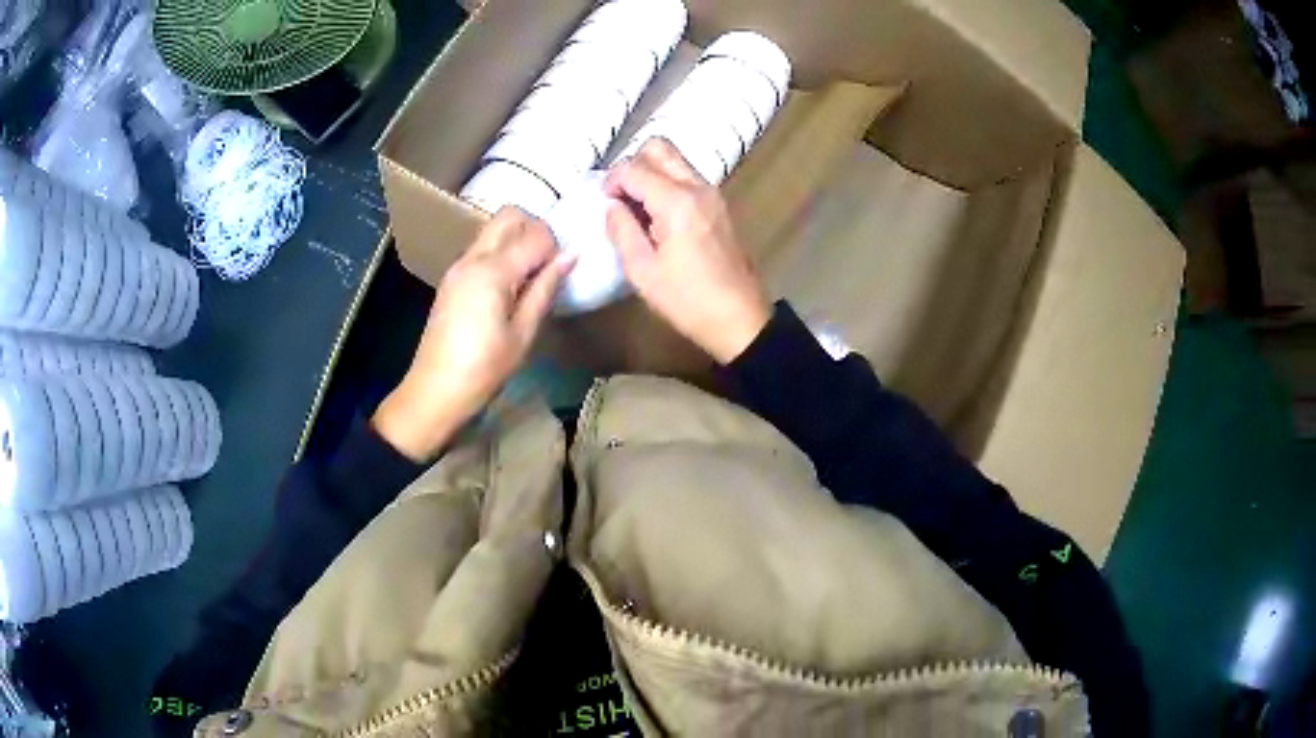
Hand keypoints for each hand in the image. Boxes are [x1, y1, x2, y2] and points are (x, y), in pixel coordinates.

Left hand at [373, 208, 574, 460]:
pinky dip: (500, 253)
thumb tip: (572, 255)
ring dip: (516, 239)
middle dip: (535, 229)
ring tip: (528, 278)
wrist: (435, 390)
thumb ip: (546, 288)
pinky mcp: (452, 278)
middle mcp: (473, 257)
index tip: (559, 275)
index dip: (555, 249)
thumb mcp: (523, 333)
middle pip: (510, 215)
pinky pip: (481, 248)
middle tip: (545, 264)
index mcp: (493, 270)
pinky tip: (507, 288)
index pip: (536, 234)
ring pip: (493, 228)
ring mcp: (459, 265)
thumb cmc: (484, 369)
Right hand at [604, 139, 770, 363]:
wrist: (740, 319)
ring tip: (637, 210)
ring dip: (651, 174)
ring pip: (675, 161)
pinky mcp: (719, 206)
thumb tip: (611, 207)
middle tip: (620, 197)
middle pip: (659, 148)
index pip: (634, 168)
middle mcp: (697, 187)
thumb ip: (622, 230)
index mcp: (676, 201)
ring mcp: (713, 194)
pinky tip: (657, 218)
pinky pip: (686, 178)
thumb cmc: (687, 300)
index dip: (611, 181)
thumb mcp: (642, 271)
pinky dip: (666, 185)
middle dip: (632, 165)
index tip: (603, 204)